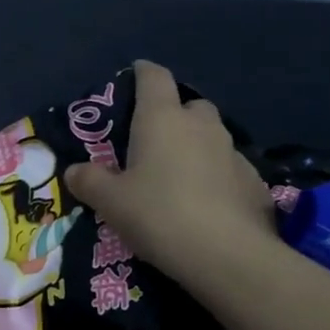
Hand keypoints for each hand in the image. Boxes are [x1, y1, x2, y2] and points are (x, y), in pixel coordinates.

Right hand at [64, 60, 275, 289]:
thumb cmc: (159, 215)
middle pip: (188, 105)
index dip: (142, 73)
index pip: (154, 77)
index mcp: (162, 119)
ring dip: (196, 147)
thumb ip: (89, 181)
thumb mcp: (110, 202)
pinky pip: (229, 169)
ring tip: (178, 177)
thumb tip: (74, 171)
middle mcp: (201, 125)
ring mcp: (233, 152)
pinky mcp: (254, 181)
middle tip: (152, 141)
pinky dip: (216, 177)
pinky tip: (207, 204)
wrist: (228, 256)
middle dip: (173, 115)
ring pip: (212, 137)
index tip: (133, 77)